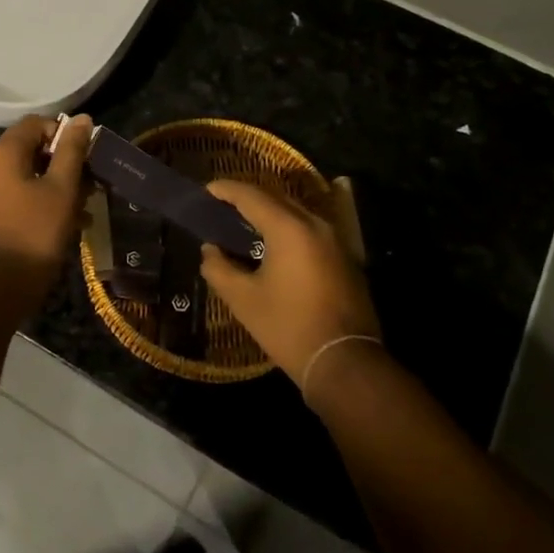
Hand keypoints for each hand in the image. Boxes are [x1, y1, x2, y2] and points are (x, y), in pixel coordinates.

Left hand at [0, 115, 93, 277]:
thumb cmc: (32, 234)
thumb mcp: (61, 190)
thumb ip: (72, 152)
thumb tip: (82, 118)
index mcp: (2, 152)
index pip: (36, 123)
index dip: (65, 135)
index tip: (87, 159)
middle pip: (29, 152)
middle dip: (62, 167)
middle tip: (88, 190)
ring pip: (22, 180)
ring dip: (52, 190)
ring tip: (80, 215)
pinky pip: (11, 201)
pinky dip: (34, 207)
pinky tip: (56, 230)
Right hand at [200, 181, 379, 386]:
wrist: (345, 362)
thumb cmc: (288, 327)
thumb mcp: (243, 299)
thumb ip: (219, 268)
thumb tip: (209, 250)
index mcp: (289, 228)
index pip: (252, 196)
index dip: (227, 190)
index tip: (207, 190)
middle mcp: (316, 226)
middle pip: (277, 199)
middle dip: (249, 199)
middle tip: (223, 206)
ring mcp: (336, 242)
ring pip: (297, 215)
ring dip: (270, 214)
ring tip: (246, 225)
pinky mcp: (346, 260)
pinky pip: (311, 232)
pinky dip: (288, 231)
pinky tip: (274, 248)